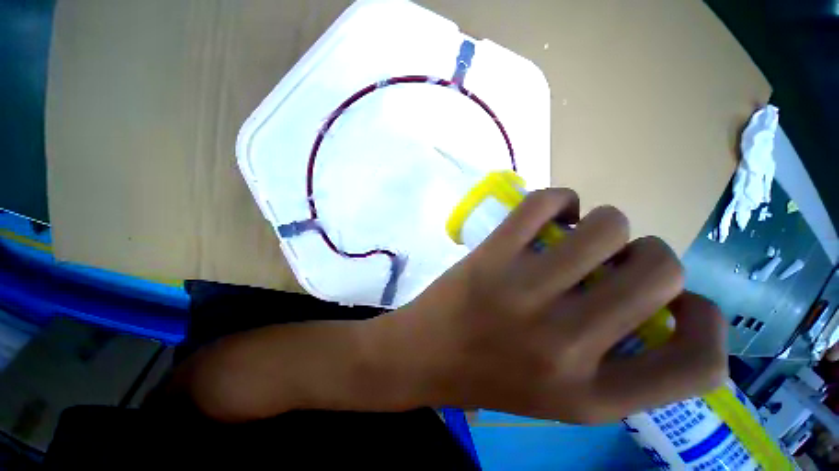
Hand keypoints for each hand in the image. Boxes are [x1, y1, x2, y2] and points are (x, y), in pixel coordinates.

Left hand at [375, 188, 726, 422]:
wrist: (422, 356)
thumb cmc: (487, 376)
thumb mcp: (561, 395)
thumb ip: (618, 365)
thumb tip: (658, 307)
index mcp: (593, 394)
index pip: (701, 364)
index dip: (708, 323)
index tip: (684, 305)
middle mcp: (568, 343)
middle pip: (659, 269)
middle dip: (648, 255)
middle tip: (612, 259)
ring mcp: (525, 292)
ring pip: (609, 225)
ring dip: (605, 224)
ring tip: (579, 234)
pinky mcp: (492, 255)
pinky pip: (544, 203)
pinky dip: (559, 200)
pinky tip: (551, 214)